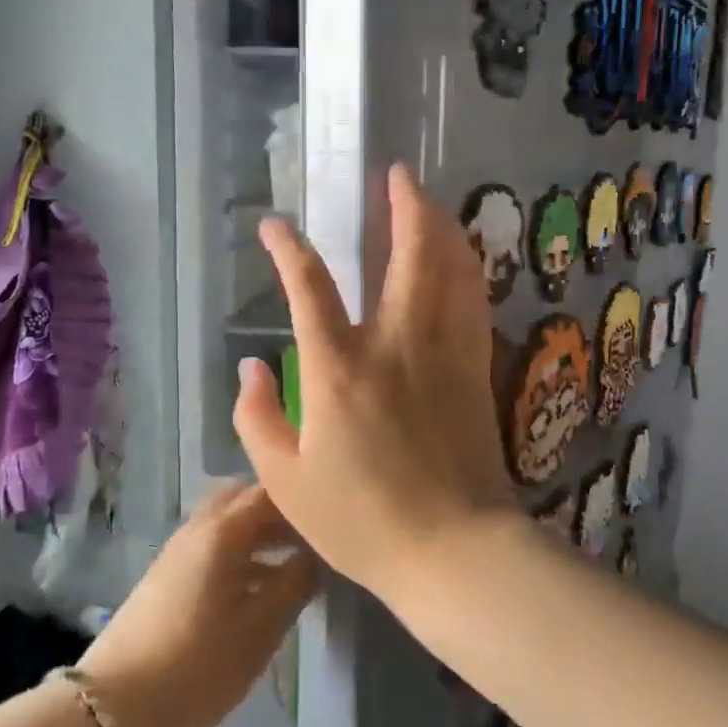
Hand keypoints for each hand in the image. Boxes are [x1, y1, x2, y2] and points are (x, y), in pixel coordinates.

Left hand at [78, 483, 315, 726]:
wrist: (114, 706)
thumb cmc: (197, 665)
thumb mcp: (260, 629)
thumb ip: (295, 584)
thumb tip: (317, 555)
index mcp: (223, 531)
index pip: (269, 491)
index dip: (302, 500)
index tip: (331, 519)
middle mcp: (198, 528)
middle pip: (245, 500)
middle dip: (280, 513)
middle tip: (312, 538)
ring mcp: (178, 550)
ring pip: (227, 523)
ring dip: (260, 534)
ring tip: (293, 564)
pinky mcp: (167, 575)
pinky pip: (213, 545)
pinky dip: (240, 552)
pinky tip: (259, 588)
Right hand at [232, 163, 518, 603]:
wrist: (453, 550)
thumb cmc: (362, 521)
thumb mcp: (285, 482)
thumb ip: (258, 419)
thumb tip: (251, 368)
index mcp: (339, 369)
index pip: (308, 286)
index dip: (287, 247)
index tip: (274, 226)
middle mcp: (395, 344)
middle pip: (408, 253)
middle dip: (403, 205)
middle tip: (396, 176)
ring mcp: (444, 353)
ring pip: (453, 268)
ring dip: (441, 226)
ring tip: (430, 202)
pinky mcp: (476, 369)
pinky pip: (474, 301)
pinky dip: (467, 268)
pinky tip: (462, 258)